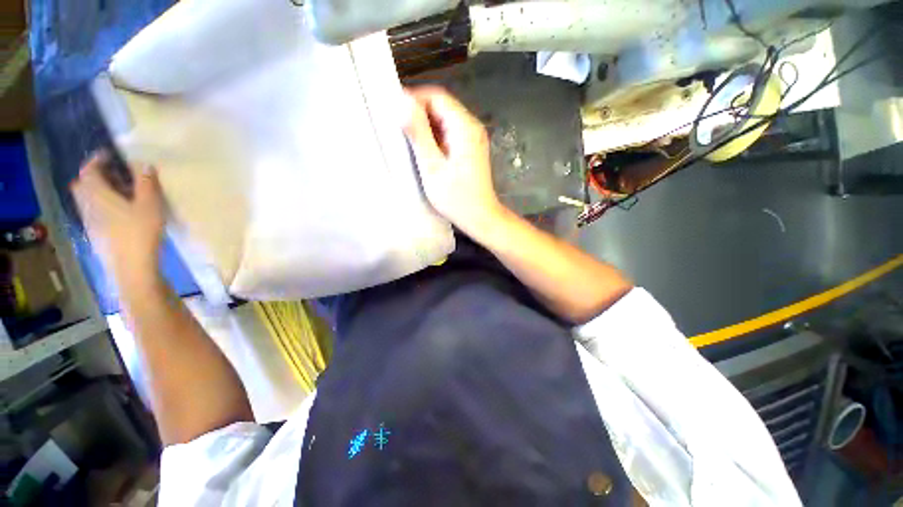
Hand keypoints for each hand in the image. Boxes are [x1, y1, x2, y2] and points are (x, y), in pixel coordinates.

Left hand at [71, 152, 164, 287]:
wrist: (131, 267)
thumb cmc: (140, 232)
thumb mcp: (150, 205)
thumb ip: (146, 183)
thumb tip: (143, 164)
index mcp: (97, 193)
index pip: (89, 170)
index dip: (97, 160)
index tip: (110, 155)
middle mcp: (87, 204)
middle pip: (83, 184)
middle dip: (95, 176)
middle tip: (115, 175)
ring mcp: (89, 221)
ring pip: (87, 199)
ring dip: (99, 192)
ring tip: (120, 193)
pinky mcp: (96, 234)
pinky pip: (94, 212)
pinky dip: (102, 206)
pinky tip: (119, 213)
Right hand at [402, 87, 503, 235]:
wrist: (481, 217)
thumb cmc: (456, 198)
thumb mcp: (432, 167)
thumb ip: (419, 134)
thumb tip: (402, 102)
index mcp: (464, 127)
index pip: (436, 96)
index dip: (413, 99)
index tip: (393, 111)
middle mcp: (472, 127)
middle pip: (441, 107)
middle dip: (418, 113)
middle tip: (397, 128)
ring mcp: (473, 138)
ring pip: (444, 120)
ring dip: (425, 126)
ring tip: (406, 140)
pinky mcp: (471, 149)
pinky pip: (449, 134)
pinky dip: (434, 137)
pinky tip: (423, 150)